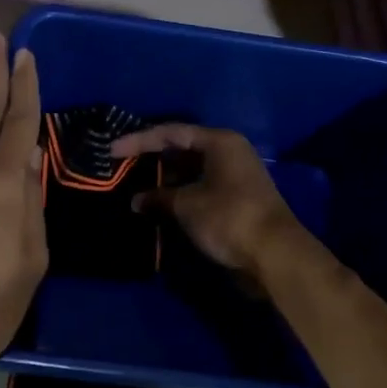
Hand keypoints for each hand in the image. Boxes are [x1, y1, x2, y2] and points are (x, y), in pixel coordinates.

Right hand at [108, 124, 310, 277]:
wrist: (274, 254)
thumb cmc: (228, 217)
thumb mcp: (187, 205)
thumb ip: (159, 197)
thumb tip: (137, 200)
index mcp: (220, 142)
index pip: (171, 133)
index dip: (139, 141)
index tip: (112, 150)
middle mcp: (229, 152)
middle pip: (183, 148)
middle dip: (153, 158)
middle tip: (123, 167)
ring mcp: (234, 176)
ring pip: (192, 170)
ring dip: (165, 179)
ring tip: (135, 186)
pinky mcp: (236, 199)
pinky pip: (200, 187)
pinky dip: (179, 193)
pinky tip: (159, 204)